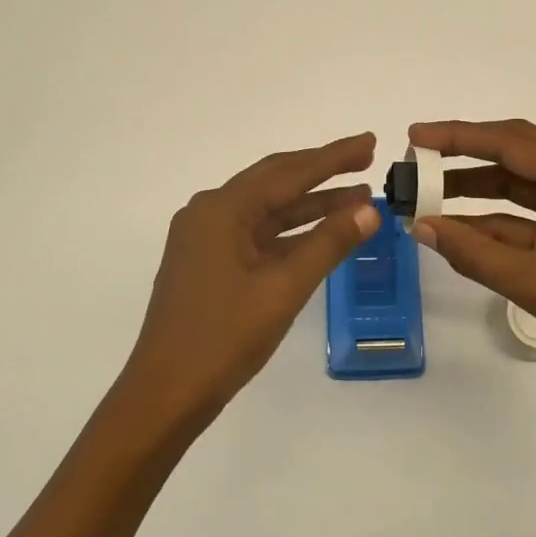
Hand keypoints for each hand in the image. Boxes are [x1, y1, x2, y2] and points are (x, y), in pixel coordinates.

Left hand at [120, 132, 380, 429]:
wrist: (166, 394)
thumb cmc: (223, 338)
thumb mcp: (283, 289)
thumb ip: (328, 244)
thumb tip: (369, 211)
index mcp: (221, 209)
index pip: (288, 173)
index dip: (332, 157)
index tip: (369, 142)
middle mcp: (209, 212)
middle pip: (275, 181)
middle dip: (322, 171)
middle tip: (365, 160)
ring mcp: (206, 238)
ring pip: (267, 210)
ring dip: (310, 204)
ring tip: (358, 198)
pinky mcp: (209, 262)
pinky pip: (257, 234)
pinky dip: (291, 232)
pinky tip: (322, 232)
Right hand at [408, 119, 535, 403]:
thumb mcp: (534, 282)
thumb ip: (474, 252)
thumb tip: (421, 227)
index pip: (513, 143)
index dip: (460, 137)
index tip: (416, 137)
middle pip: (516, 155)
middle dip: (464, 156)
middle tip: (417, 159)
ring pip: (519, 188)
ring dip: (474, 191)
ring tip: (425, 195)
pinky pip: (526, 221)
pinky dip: (492, 225)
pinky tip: (454, 231)